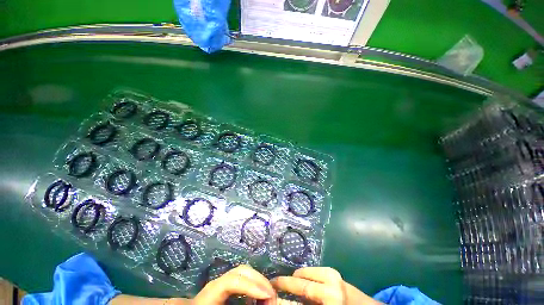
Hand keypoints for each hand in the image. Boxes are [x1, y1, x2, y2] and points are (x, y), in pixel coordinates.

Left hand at [191, 264, 276, 304]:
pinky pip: (243, 277)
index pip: (234, 281)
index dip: (251, 286)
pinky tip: (258, 293)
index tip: (267, 295)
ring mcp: (223, 279)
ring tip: (268, 292)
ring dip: (258, 279)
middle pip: (242, 270)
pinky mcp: (227, 283)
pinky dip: (254, 282)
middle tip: (272, 293)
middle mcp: (219, 280)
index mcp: (213, 290)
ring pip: (244, 271)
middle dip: (259, 279)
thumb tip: (257, 304)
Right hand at [271, 267, 380, 304]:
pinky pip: (312, 271)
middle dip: (285, 282)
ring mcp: (332, 275)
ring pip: (305, 272)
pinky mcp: (334, 272)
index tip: (270, 287)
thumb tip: (284, 300)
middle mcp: (330, 283)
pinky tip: (303, 283)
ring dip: (295, 279)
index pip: (299, 290)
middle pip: (300, 279)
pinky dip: (304, 276)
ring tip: (288, 285)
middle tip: (274, 284)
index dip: (283, 288)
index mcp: (329, 296)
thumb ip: (303, 304)